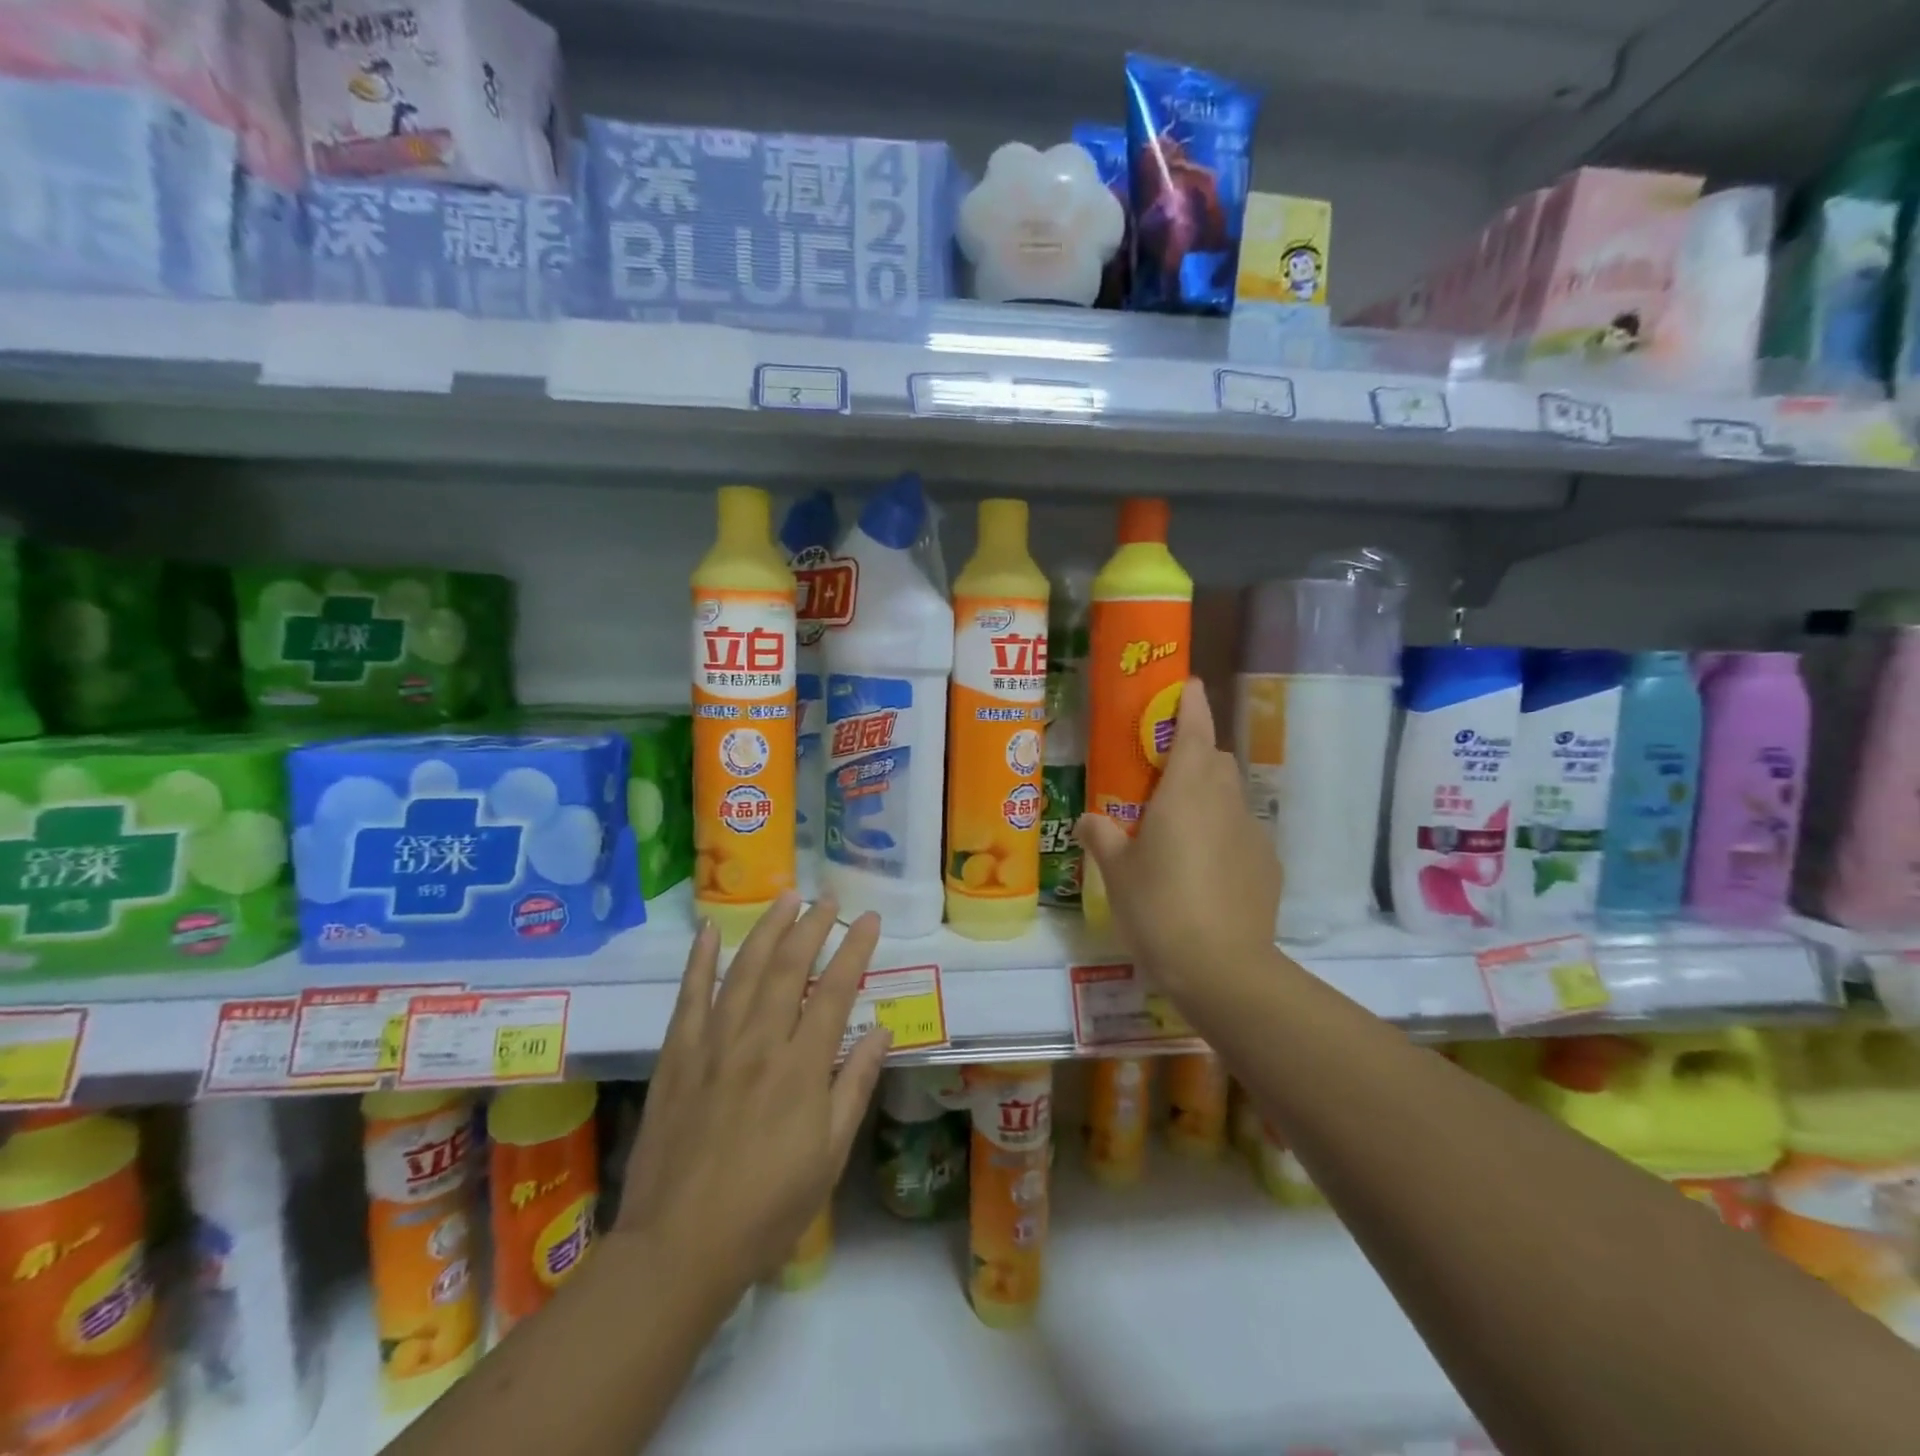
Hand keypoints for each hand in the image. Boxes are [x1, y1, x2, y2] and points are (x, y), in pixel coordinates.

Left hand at [615, 894, 890, 1298]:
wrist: (677, 1248)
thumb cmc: (767, 1209)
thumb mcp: (829, 1156)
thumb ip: (855, 1086)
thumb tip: (883, 1031)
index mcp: (801, 1068)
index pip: (835, 991)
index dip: (854, 949)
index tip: (868, 919)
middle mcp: (759, 1042)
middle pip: (789, 968)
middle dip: (812, 926)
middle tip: (827, 899)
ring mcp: (713, 1045)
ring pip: (744, 971)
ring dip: (767, 930)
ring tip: (785, 897)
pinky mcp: (677, 1057)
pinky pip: (690, 997)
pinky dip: (700, 961)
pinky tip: (710, 932)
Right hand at [1075, 678, 1279, 997]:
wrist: (1223, 968)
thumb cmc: (1159, 906)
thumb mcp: (1117, 871)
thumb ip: (1101, 836)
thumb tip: (1087, 819)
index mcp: (1187, 790)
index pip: (1194, 729)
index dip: (1191, 703)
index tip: (1187, 685)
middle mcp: (1225, 800)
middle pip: (1215, 759)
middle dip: (1193, 753)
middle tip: (1161, 776)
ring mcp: (1252, 832)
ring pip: (1230, 795)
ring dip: (1207, 795)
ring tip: (1177, 827)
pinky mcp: (1267, 864)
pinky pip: (1241, 832)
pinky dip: (1222, 833)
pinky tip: (1203, 868)